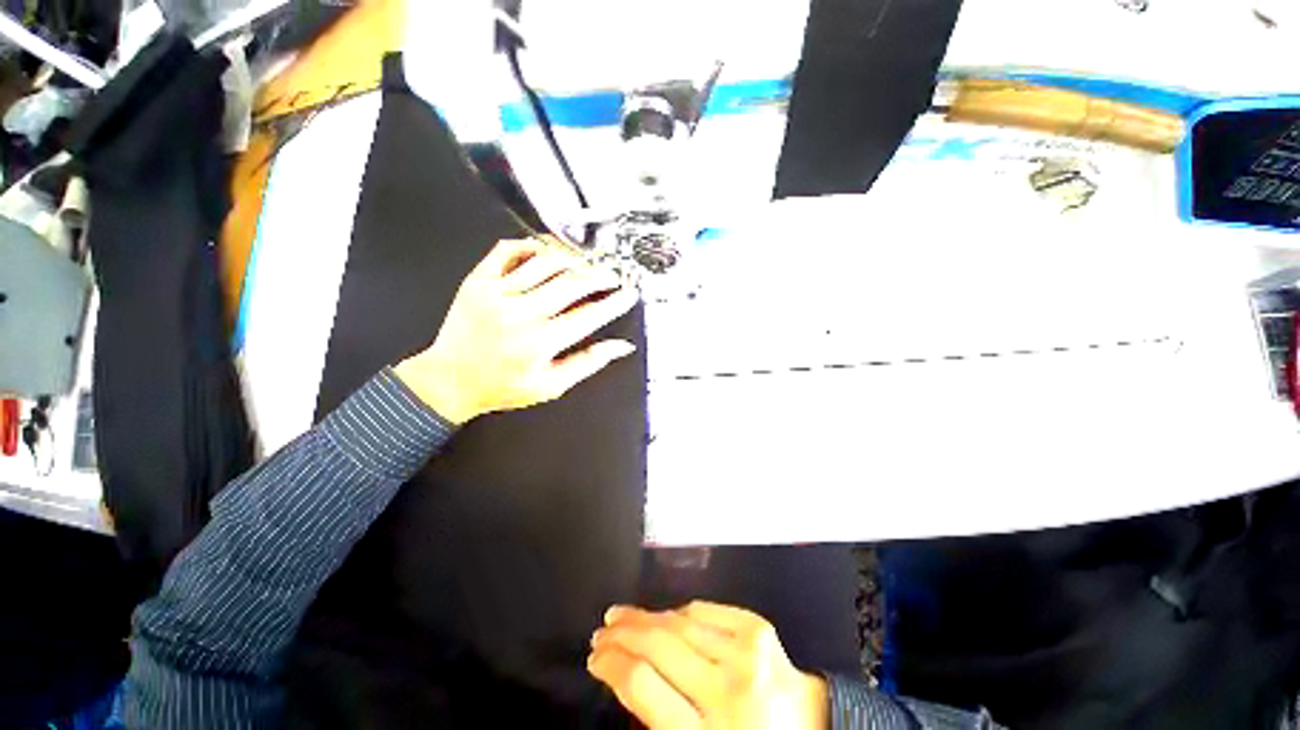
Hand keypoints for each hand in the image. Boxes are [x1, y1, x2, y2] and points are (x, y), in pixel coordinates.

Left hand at [394, 238, 638, 423]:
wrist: (449, 380)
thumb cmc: (502, 387)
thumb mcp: (551, 386)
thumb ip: (588, 363)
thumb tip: (621, 346)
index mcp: (541, 342)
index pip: (590, 315)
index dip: (615, 302)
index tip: (629, 294)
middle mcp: (520, 313)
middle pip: (572, 282)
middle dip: (600, 276)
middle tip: (613, 276)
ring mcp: (497, 293)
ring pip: (545, 262)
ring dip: (572, 259)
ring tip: (586, 264)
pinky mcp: (478, 281)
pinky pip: (506, 251)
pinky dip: (529, 245)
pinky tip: (544, 251)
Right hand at [588, 601, 829, 729]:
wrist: (812, 729)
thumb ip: (662, 719)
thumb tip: (626, 673)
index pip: (642, 686)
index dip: (612, 665)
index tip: (596, 657)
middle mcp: (726, 691)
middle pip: (658, 646)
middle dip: (622, 634)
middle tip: (602, 629)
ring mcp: (745, 654)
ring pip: (678, 622)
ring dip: (645, 616)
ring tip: (623, 615)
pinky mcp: (757, 629)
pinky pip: (704, 610)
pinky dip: (680, 612)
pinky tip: (665, 614)